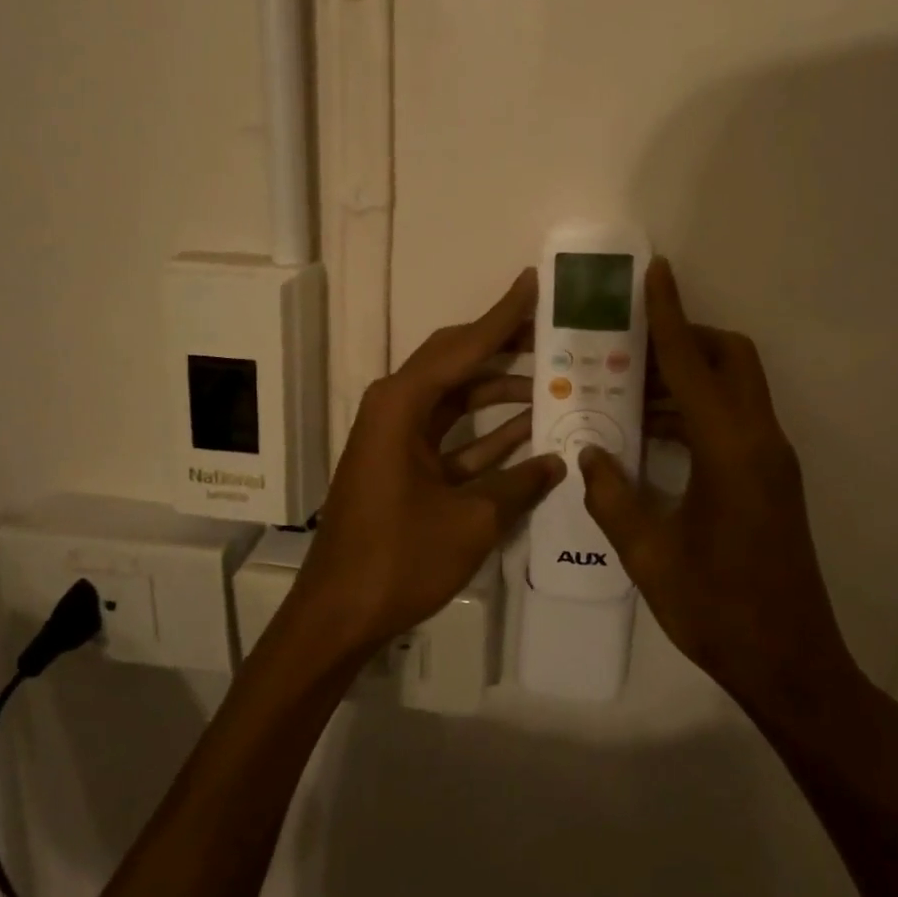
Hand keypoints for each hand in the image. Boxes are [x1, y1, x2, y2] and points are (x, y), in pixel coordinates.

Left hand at [293, 269, 565, 659]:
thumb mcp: (471, 520)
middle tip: (554, 329)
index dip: (504, 316)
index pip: (464, 346)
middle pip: (457, 362)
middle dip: (505, 345)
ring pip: (458, 399)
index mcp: (402, 404)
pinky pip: (453, 436)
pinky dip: (488, 433)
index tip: (534, 282)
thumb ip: (520, 484)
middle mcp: (396, 408)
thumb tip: (560, 461)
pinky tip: (532, 431)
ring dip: (502, 391)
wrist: (338, 614)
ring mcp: (399, 438)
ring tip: (557, 378)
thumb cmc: (399, 558)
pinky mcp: (405, 466)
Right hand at [579, 259, 859, 716]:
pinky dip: (698, 409)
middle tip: (630, 348)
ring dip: (689, 378)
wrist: (792, 663)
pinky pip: (736, 420)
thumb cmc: (718, 610)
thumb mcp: (649, 556)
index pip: (693, 366)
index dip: (669, 318)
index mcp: (730, 452)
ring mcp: (772, 461)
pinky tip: (653, 433)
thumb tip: (588, 454)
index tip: (656, 274)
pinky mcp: (772, 480)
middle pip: (732, 360)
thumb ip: (612, 498)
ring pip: (736, 389)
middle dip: (687, 338)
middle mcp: (760, 442)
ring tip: (628, 388)